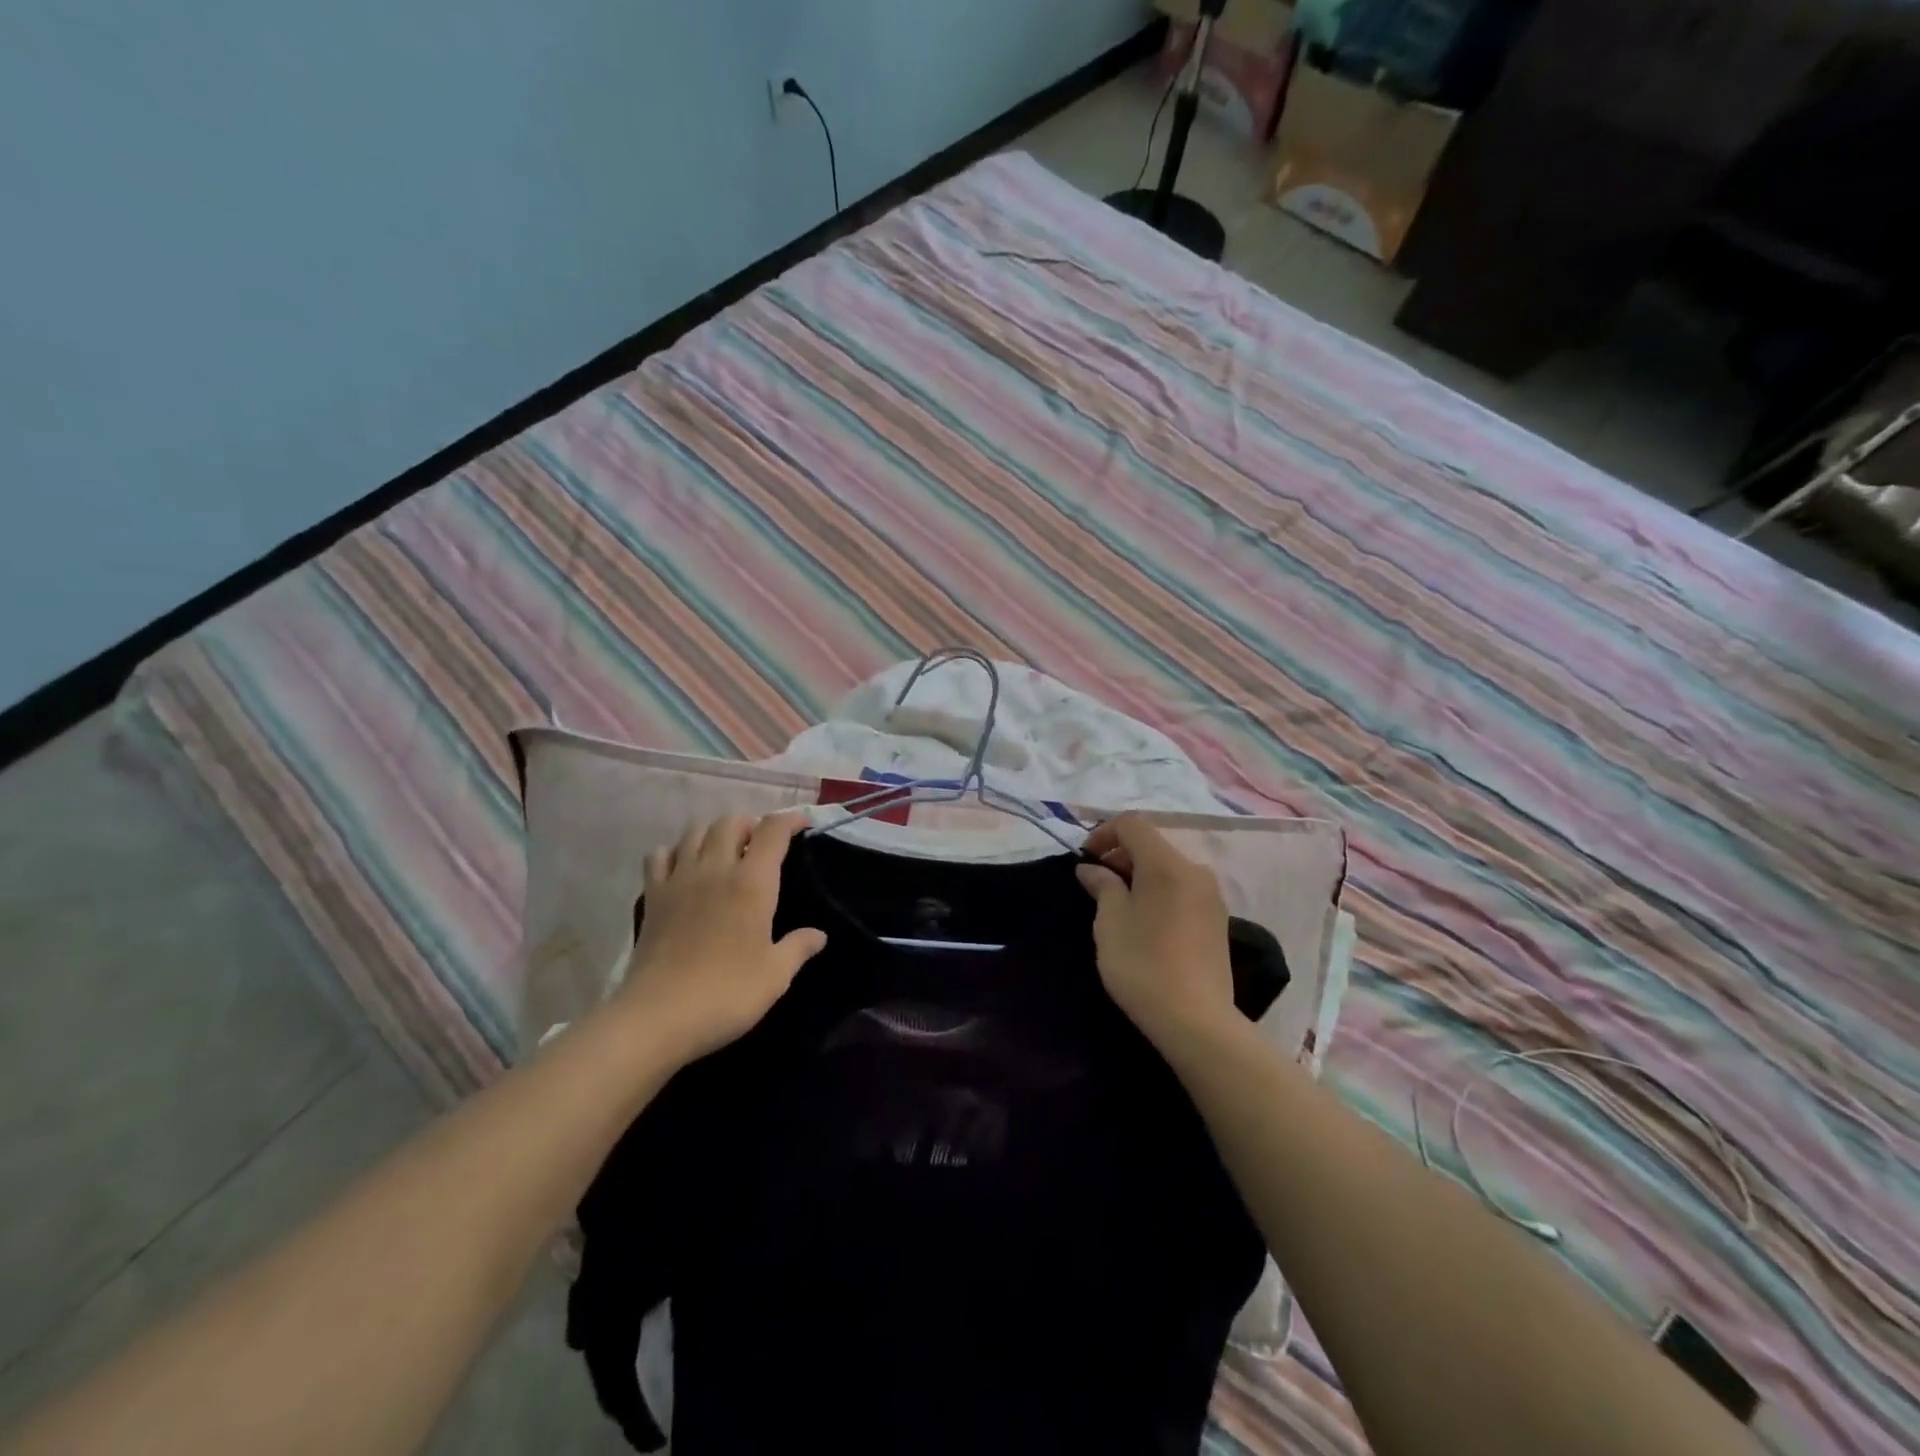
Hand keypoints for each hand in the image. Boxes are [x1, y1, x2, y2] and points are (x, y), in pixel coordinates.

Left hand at [616, 813, 826, 1062]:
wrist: (657, 1017)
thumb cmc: (726, 994)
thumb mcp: (775, 976)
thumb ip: (798, 948)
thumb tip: (819, 935)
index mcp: (752, 882)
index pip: (773, 831)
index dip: (790, 820)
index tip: (803, 824)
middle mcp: (715, 869)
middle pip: (730, 822)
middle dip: (750, 824)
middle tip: (762, 845)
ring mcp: (678, 880)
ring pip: (694, 831)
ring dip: (714, 832)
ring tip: (726, 852)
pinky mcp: (652, 897)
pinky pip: (659, 855)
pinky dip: (674, 851)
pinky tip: (684, 868)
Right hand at [1076, 814, 1236, 1049]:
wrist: (1196, 1020)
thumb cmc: (1143, 965)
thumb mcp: (1110, 922)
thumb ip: (1102, 885)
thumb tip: (1092, 868)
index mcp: (1166, 864)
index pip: (1132, 824)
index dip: (1103, 833)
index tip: (1085, 860)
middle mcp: (1194, 870)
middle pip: (1152, 844)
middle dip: (1120, 855)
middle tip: (1096, 884)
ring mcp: (1211, 895)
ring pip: (1168, 867)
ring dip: (1140, 874)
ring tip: (1118, 904)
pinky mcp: (1218, 919)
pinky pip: (1182, 888)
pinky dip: (1159, 891)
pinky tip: (1145, 921)